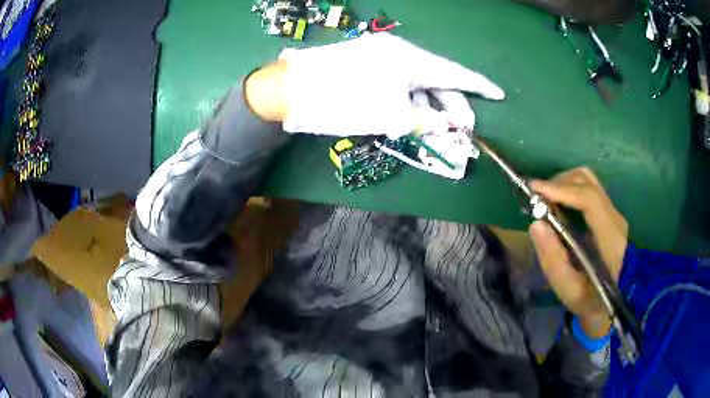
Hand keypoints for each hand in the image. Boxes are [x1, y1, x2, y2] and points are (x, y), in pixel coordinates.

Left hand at [251, 33, 502, 137]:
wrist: (291, 90)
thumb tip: (451, 128)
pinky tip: (413, 120)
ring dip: (429, 108)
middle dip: (452, 106)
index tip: (499, 95)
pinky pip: (399, 84)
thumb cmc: (344, 102)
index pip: (455, 73)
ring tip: (438, 132)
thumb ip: (427, 122)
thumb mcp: (391, 116)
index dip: (479, 86)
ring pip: (417, 84)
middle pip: (437, 80)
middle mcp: (399, 53)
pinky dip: (409, 102)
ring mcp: (382, 58)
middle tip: (462, 132)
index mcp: (410, 59)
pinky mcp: (368, 66)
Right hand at [528, 167, 628, 337]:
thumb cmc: (590, 301)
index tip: (534, 189)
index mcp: (610, 238)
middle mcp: (615, 218)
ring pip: (588, 180)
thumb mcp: (569, 289)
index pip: (588, 199)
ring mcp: (614, 213)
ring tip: (546, 200)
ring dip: (564, 183)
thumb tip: (536, 224)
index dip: (561, 190)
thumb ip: (553, 259)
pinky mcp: (609, 214)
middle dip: (559, 183)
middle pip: (587, 181)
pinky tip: (559, 204)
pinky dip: (570, 189)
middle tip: (536, 197)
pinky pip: (589, 189)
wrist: (614, 304)